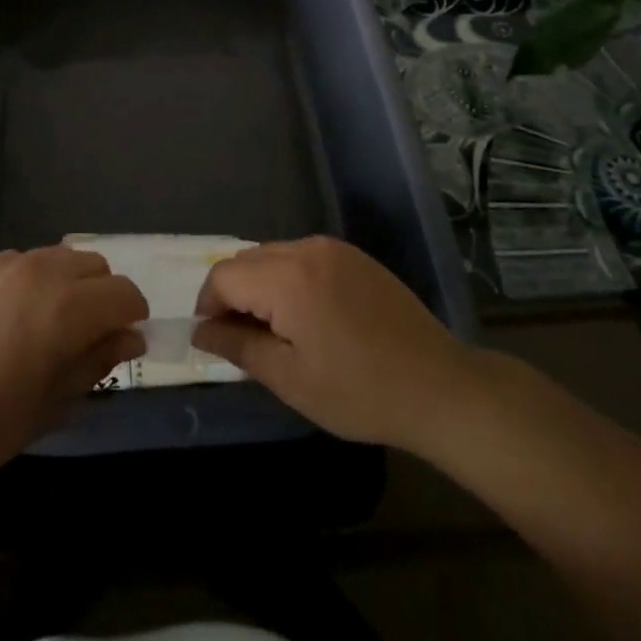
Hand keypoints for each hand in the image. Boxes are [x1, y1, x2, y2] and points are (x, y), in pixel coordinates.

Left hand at [0, 246, 146, 487]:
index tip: (124, 341)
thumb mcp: (49, 405)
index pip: (124, 293)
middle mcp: (42, 273)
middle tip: (87, 336)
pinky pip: (24, 260)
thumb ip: (95, 363)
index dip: (133, 315)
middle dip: (103, 295)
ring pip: (60, 256)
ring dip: (70, 282)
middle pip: (96, 266)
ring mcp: (7, 264)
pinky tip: (12, 316)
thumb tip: (131, 338)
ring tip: (49, 323)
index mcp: (66, 309)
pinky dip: (35, 278)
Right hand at [192, 236, 473, 450]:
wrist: (438, 385)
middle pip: (247, 260)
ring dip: (260, 286)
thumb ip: (239, 347)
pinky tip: (306, 317)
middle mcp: (307, 249)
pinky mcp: (354, 256)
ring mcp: (334, 248)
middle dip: (233, 294)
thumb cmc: (359, 391)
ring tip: (273, 331)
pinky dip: (289, 279)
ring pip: (274, 255)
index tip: (213, 340)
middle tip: (241, 340)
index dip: (209, 305)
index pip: (224, 275)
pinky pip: (303, 257)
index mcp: (287, 277)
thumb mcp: (290, 379)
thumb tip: (201, 331)